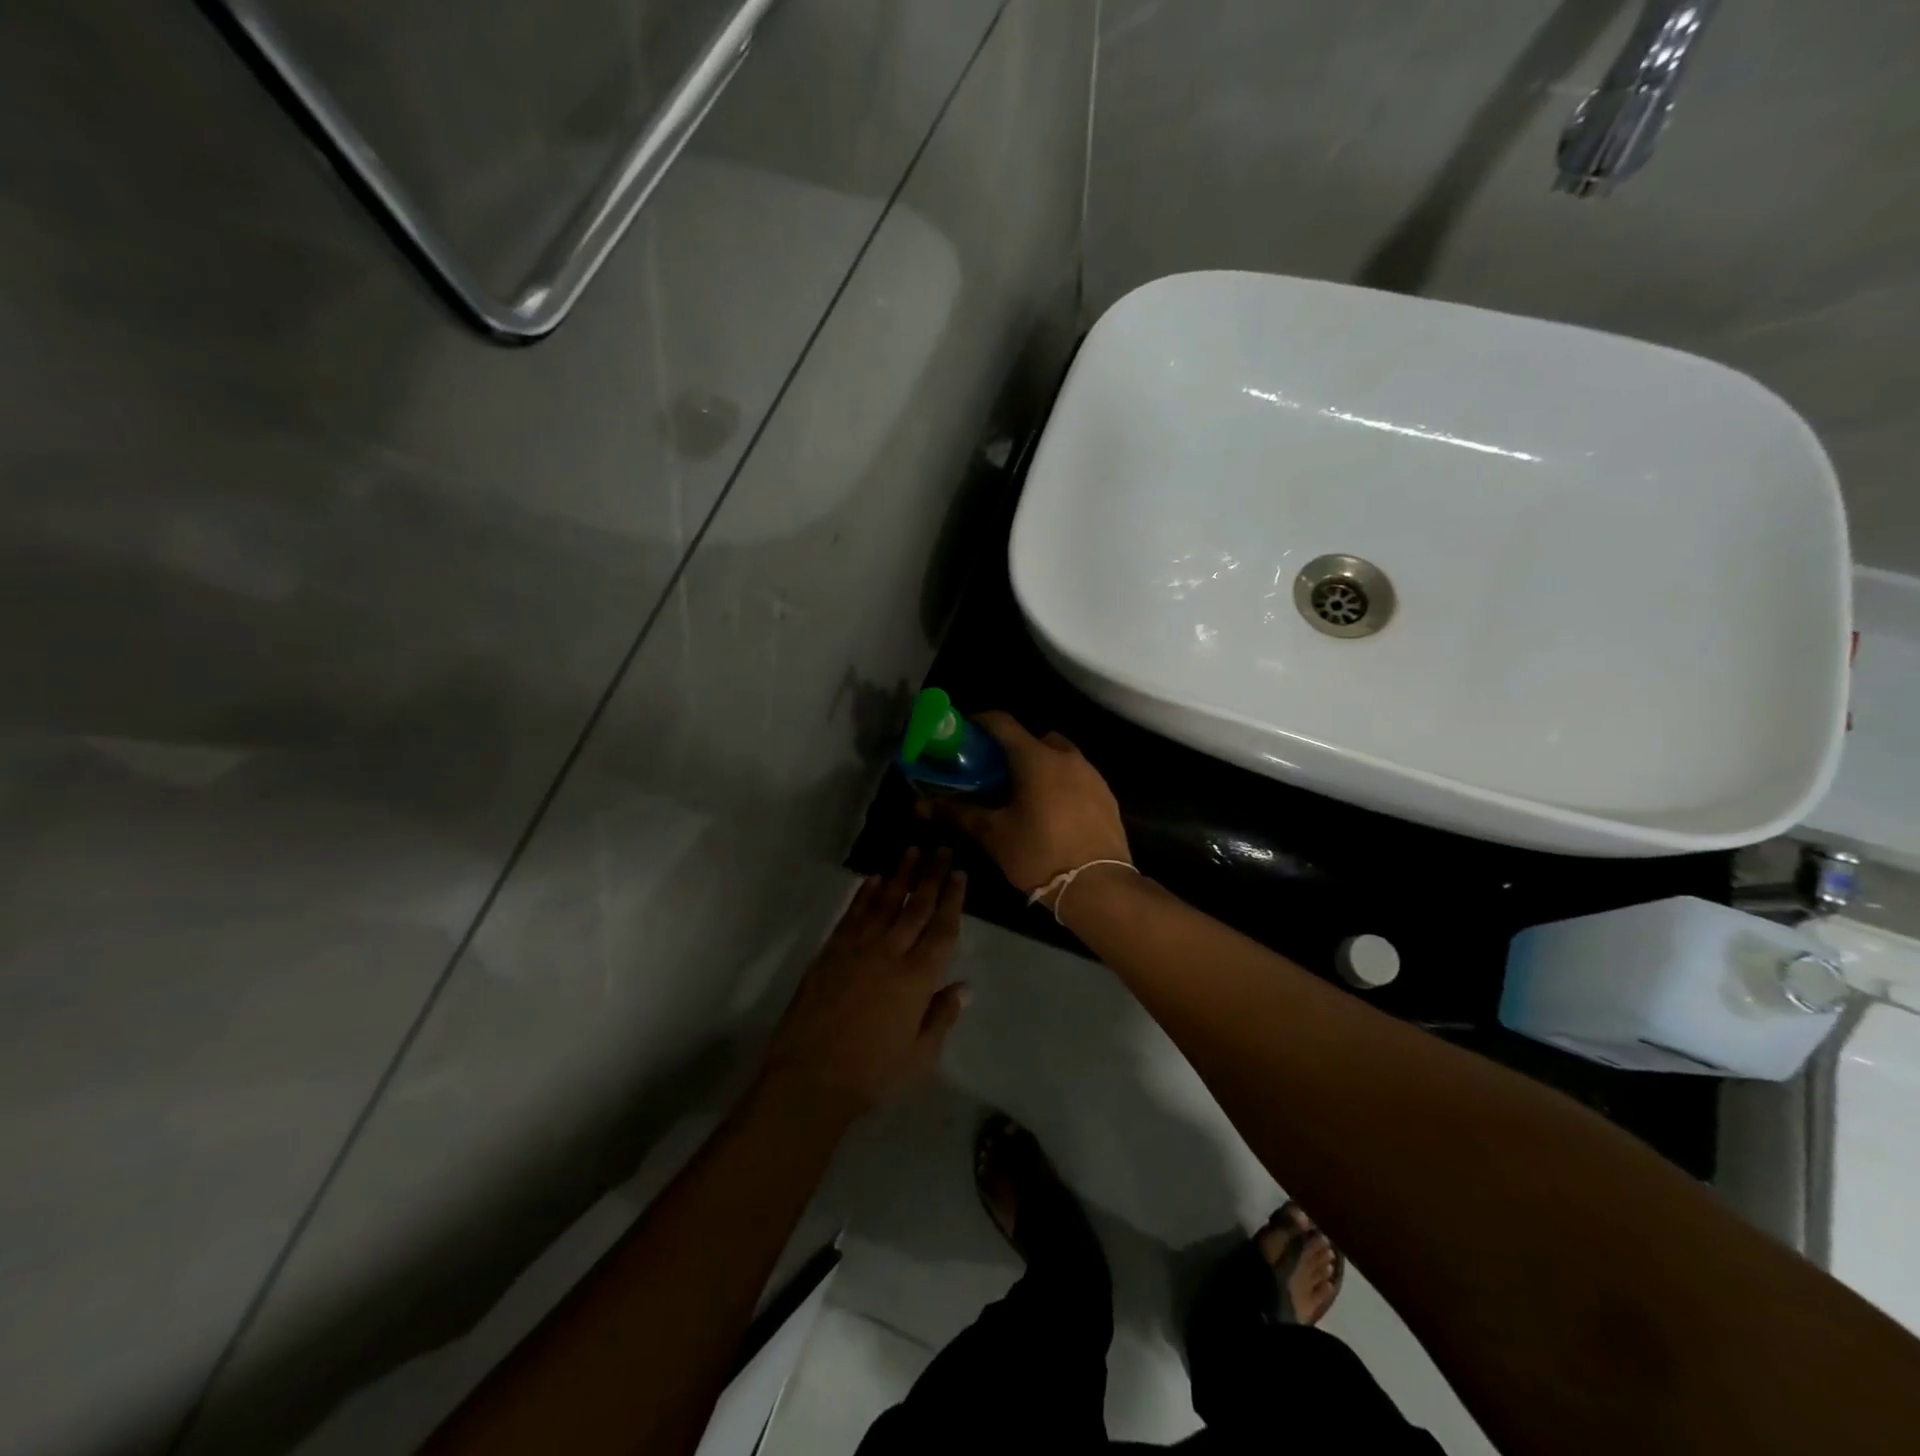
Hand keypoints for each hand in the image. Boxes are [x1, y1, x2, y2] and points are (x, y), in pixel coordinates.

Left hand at [759, 849, 968, 1120]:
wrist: (811, 1077)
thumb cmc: (872, 1072)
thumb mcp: (920, 1054)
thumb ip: (942, 1015)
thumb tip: (964, 986)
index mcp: (918, 978)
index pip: (942, 928)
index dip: (952, 899)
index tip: (959, 873)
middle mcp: (891, 953)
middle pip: (916, 906)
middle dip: (931, 875)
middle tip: (941, 848)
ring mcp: (858, 948)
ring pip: (884, 901)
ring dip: (900, 875)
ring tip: (912, 851)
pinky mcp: (831, 951)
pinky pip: (852, 914)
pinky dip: (865, 894)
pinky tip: (874, 879)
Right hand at [923, 712, 1130, 897]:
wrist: (1099, 887)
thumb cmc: (1039, 855)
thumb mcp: (994, 835)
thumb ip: (959, 813)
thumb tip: (922, 804)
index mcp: (1036, 758)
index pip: (1002, 723)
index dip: (980, 722)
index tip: (964, 734)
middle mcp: (1067, 757)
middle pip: (1034, 738)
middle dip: (1012, 748)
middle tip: (993, 772)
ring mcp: (1091, 775)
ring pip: (1059, 757)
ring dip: (1039, 765)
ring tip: (1021, 794)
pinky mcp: (1107, 795)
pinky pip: (1077, 777)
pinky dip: (1060, 783)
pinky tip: (1051, 811)